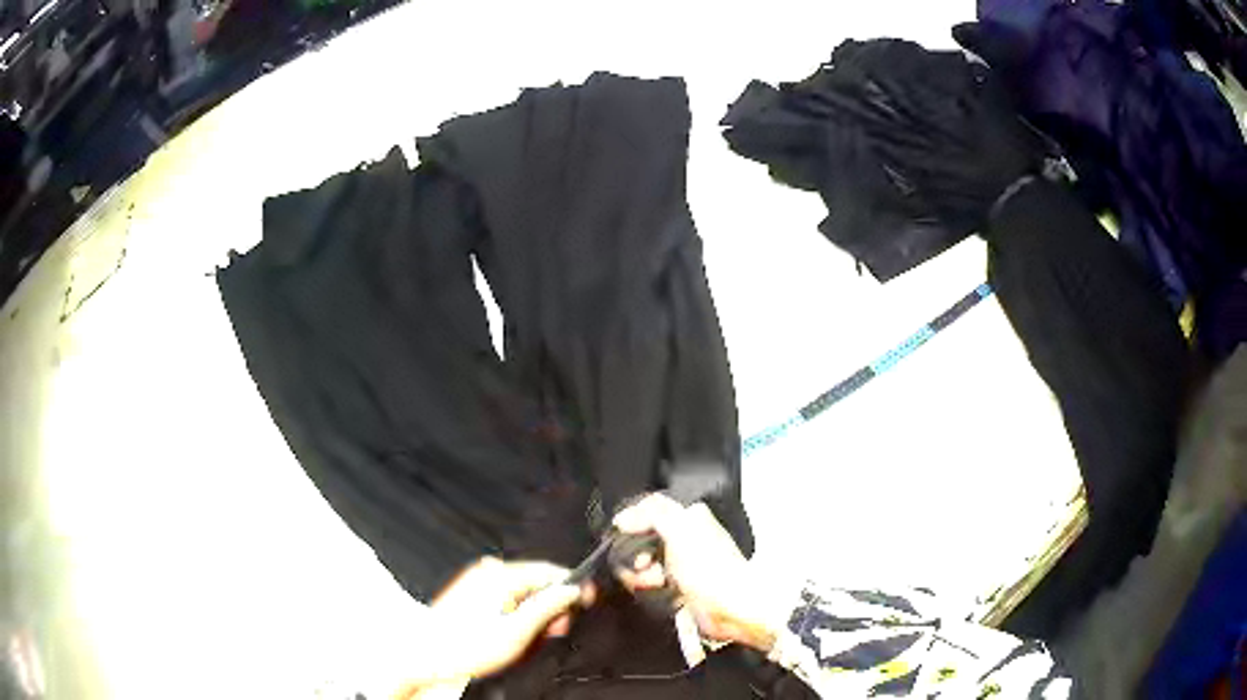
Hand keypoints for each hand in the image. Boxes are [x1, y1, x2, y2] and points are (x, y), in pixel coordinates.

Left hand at [393, 558, 594, 698]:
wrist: (426, 655)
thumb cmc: (466, 646)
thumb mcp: (518, 632)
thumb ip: (548, 607)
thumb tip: (571, 591)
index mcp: (502, 575)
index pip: (550, 571)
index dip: (572, 588)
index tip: (587, 601)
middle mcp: (489, 571)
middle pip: (536, 581)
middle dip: (550, 606)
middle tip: (554, 631)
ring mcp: (477, 580)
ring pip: (522, 591)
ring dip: (533, 612)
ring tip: (528, 639)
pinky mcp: (470, 591)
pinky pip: (505, 596)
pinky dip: (516, 612)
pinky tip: (512, 633)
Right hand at [613, 494, 778, 652]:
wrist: (730, 609)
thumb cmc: (715, 571)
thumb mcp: (679, 530)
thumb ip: (650, 514)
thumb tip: (624, 517)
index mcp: (689, 517)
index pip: (647, 511)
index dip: (632, 525)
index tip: (624, 536)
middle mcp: (683, 539)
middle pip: (638, 542)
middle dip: (636, 557)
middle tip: (646, 565)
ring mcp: (678, 566)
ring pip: (640, 568)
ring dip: (642, 578)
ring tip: (659, 583)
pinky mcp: (675, 589)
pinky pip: (647, 588)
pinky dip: (650, 593)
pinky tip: (664, 594)